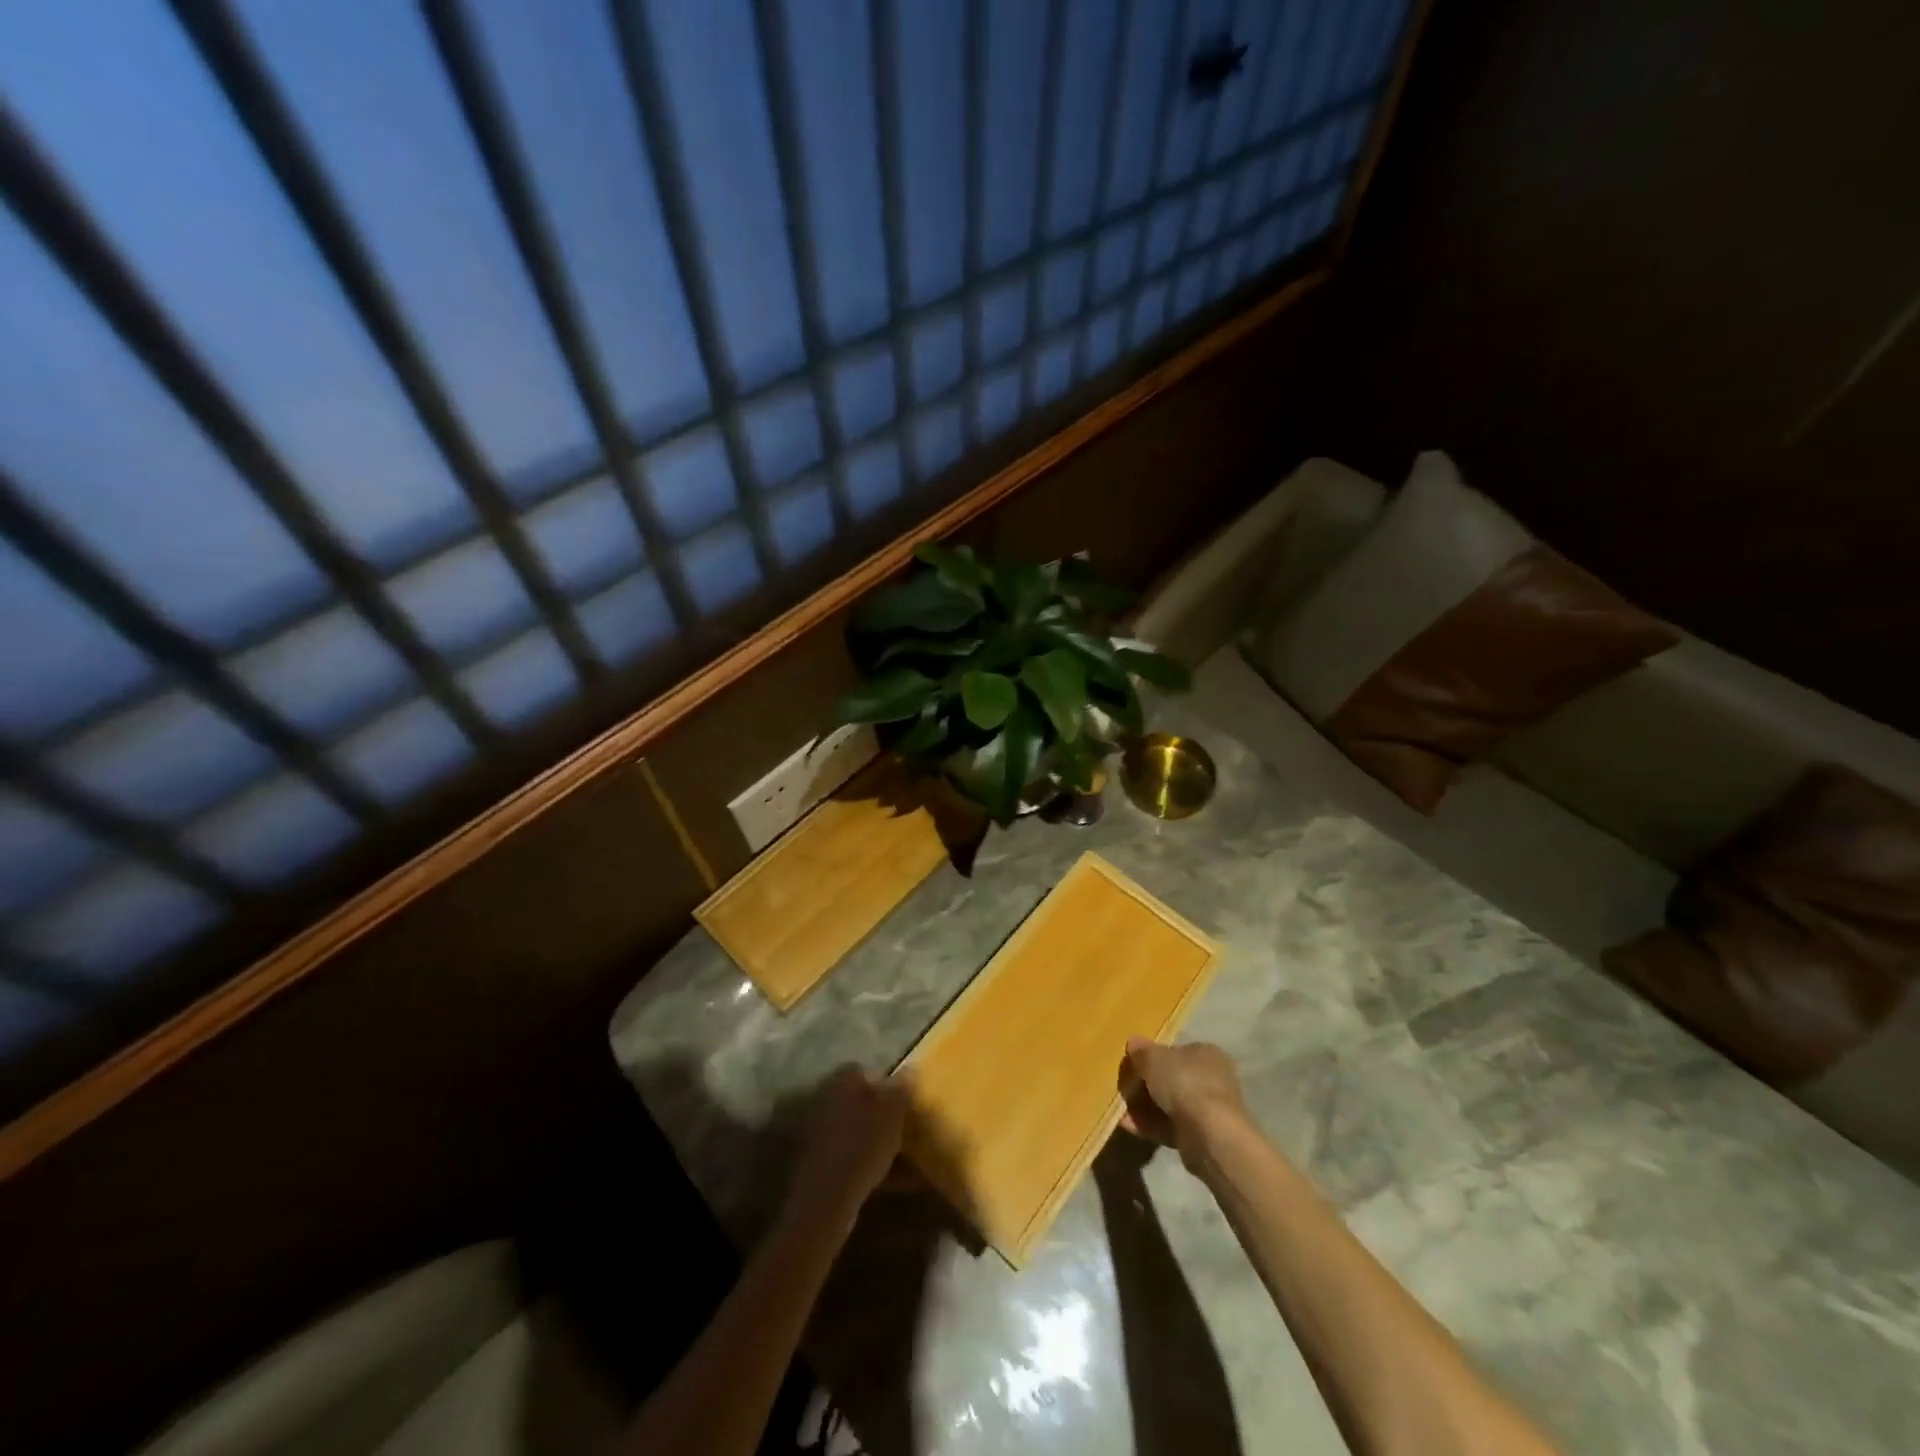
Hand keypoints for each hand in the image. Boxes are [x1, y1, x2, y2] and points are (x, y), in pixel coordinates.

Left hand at [782, 1066, 910, 1232]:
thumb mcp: (892, 1112)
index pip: (868, 1070)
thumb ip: (902, 1088)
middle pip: (862, 1101)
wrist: (826, 1199)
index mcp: (842, 1079)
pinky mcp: (818, 1162)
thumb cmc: (862, 1144)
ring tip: (906, 1158)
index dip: (890, 1084)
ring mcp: (819, 1132)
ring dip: (877, 1140)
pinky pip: (851, 1155)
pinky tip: (892, 1180)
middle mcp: (826, 1098)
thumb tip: (910, 1069)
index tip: (908, 1101)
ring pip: (857, 1129)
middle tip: (908, 1129)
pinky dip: (869, 1163)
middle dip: (884, 1113)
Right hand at [1120, 1037, 1246, 1170]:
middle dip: (1146, 1085)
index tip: (1132, 1065)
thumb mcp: (1153, 1058)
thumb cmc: (1184, 1082)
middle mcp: (1212, 1080)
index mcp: (1206, 1054)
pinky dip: (1149, 1126)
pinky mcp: (1200, 1137)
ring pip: (1169, 1105)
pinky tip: (1127, 1125)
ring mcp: (1207, 1111)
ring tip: (1120, 1110)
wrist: (1208, 1134)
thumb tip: (1133, 1043)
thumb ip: (1141, 1051)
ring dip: (1144, 1107)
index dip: (1152, 1057)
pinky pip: (1169, 1127)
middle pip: (1172, 1079)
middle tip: (1124, 1088)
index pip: (1176, 1051)